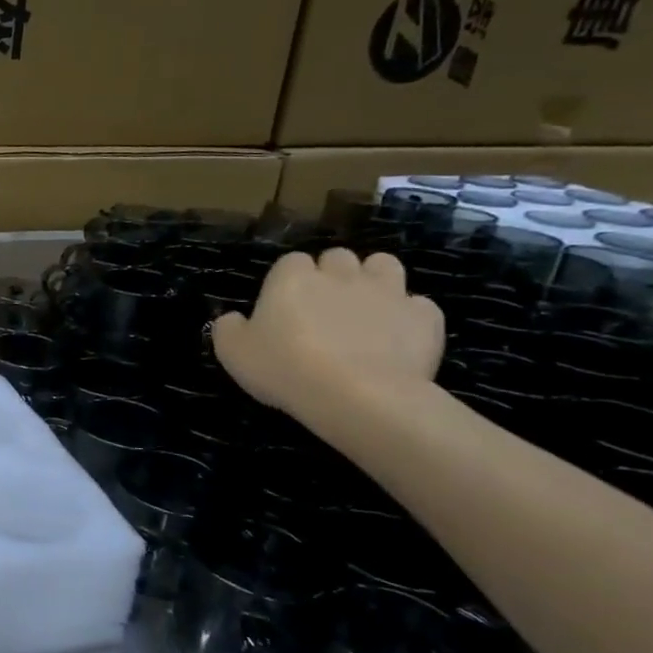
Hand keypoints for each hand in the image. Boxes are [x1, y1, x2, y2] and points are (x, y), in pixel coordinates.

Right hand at [211, 248, 444, 428]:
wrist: (358, 395)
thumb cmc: (285, 369)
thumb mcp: (233, 353)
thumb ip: (229, 328)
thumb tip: (233, 318)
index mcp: (292, 278)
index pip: (289, 262)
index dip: (287, 281)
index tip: (284, 307)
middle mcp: (340, 274)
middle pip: (338, 257)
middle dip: (332, 274)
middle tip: (324, 307)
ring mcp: (387, 291)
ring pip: (384, 265)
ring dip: (374, 280)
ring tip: (366, 309)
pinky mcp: (424, 317)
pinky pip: (419, 305)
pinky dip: (409, 316)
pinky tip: (398, 337)